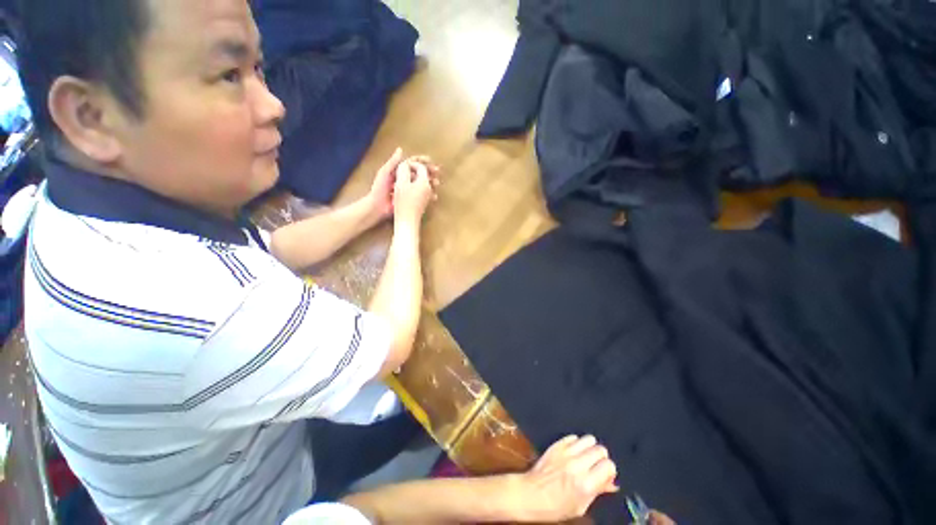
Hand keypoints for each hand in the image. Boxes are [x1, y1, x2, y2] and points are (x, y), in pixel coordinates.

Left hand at [369, 148, 440, 219]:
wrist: (377, 207)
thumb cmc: (379, 189)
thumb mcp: (384, 173)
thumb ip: (392, 162)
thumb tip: (400, 149)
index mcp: (398, 171)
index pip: (412, 163)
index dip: (421, 161)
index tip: (431, 161)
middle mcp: (404, 179)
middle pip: (419, 173)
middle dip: (429, 172)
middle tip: (438, 172)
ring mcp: (408, 189)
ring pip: (422, 184)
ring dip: (430, 183)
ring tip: (437, 184)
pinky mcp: (410, 199)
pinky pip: (421, 195)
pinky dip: (428, 195)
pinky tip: (434, 196)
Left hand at [515, 435, 618, 521]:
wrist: (532, 494)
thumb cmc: (555, 506)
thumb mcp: (581, 506)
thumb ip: (598, 491)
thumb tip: (612, 483)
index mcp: (586, 484)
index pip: (609, 466)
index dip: (609, 471)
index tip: (605, 475)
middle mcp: (577, 465)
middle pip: (600, 450)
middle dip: (601, 458)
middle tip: (596, 466)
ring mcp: (566, 452)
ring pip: (589, 439)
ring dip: (590, 448)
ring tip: (586, 457)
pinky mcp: (557, 445)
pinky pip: (573, 437)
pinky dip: (576, 443)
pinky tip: (574, 452)